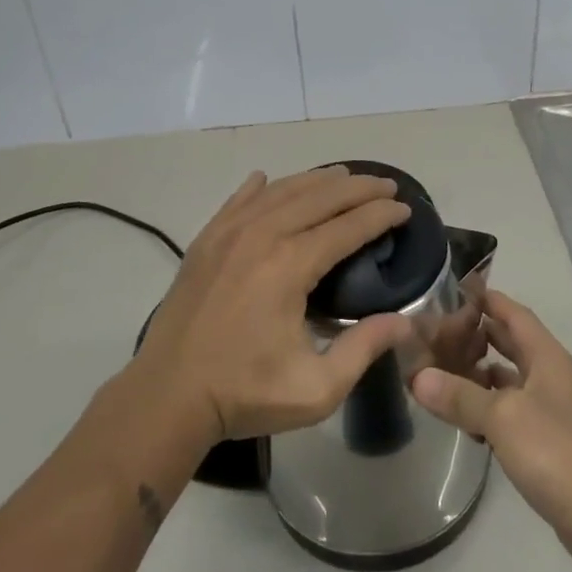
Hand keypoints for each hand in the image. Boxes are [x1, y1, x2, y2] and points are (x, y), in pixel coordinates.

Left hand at [132, 167, 412, 448]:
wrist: (166, 397)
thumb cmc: (244, 393)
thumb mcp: (316, 388)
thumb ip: (363, 349)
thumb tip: (406, 321)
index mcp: (290, 265)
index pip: (348, 226)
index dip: (381, 215)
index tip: (405, 209)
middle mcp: (262, 236)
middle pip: (320, 197)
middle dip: (359, 188)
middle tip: (386, 186)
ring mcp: (229, 233)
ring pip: (282, 190)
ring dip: (317, 180)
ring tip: (344, 175)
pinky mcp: (205, 241)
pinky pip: (239, 200)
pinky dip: (261, 187)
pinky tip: (268, 178)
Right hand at [411, 290, 571, 571]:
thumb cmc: (557, 451)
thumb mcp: (502, 418)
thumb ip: (460, 396)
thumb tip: (418, 377)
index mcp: (547, 357)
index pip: (514, 314)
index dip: (488, 298)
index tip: (457, 287)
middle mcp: (552, 377)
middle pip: (513, 344)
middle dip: (480, 335)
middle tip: (439, 331)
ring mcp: (555, 412)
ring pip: (512, 381)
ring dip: (482, 374)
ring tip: (444, 371)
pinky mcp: (552, 445)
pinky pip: (514, 413)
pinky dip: (490, 410)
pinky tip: (467, 420)